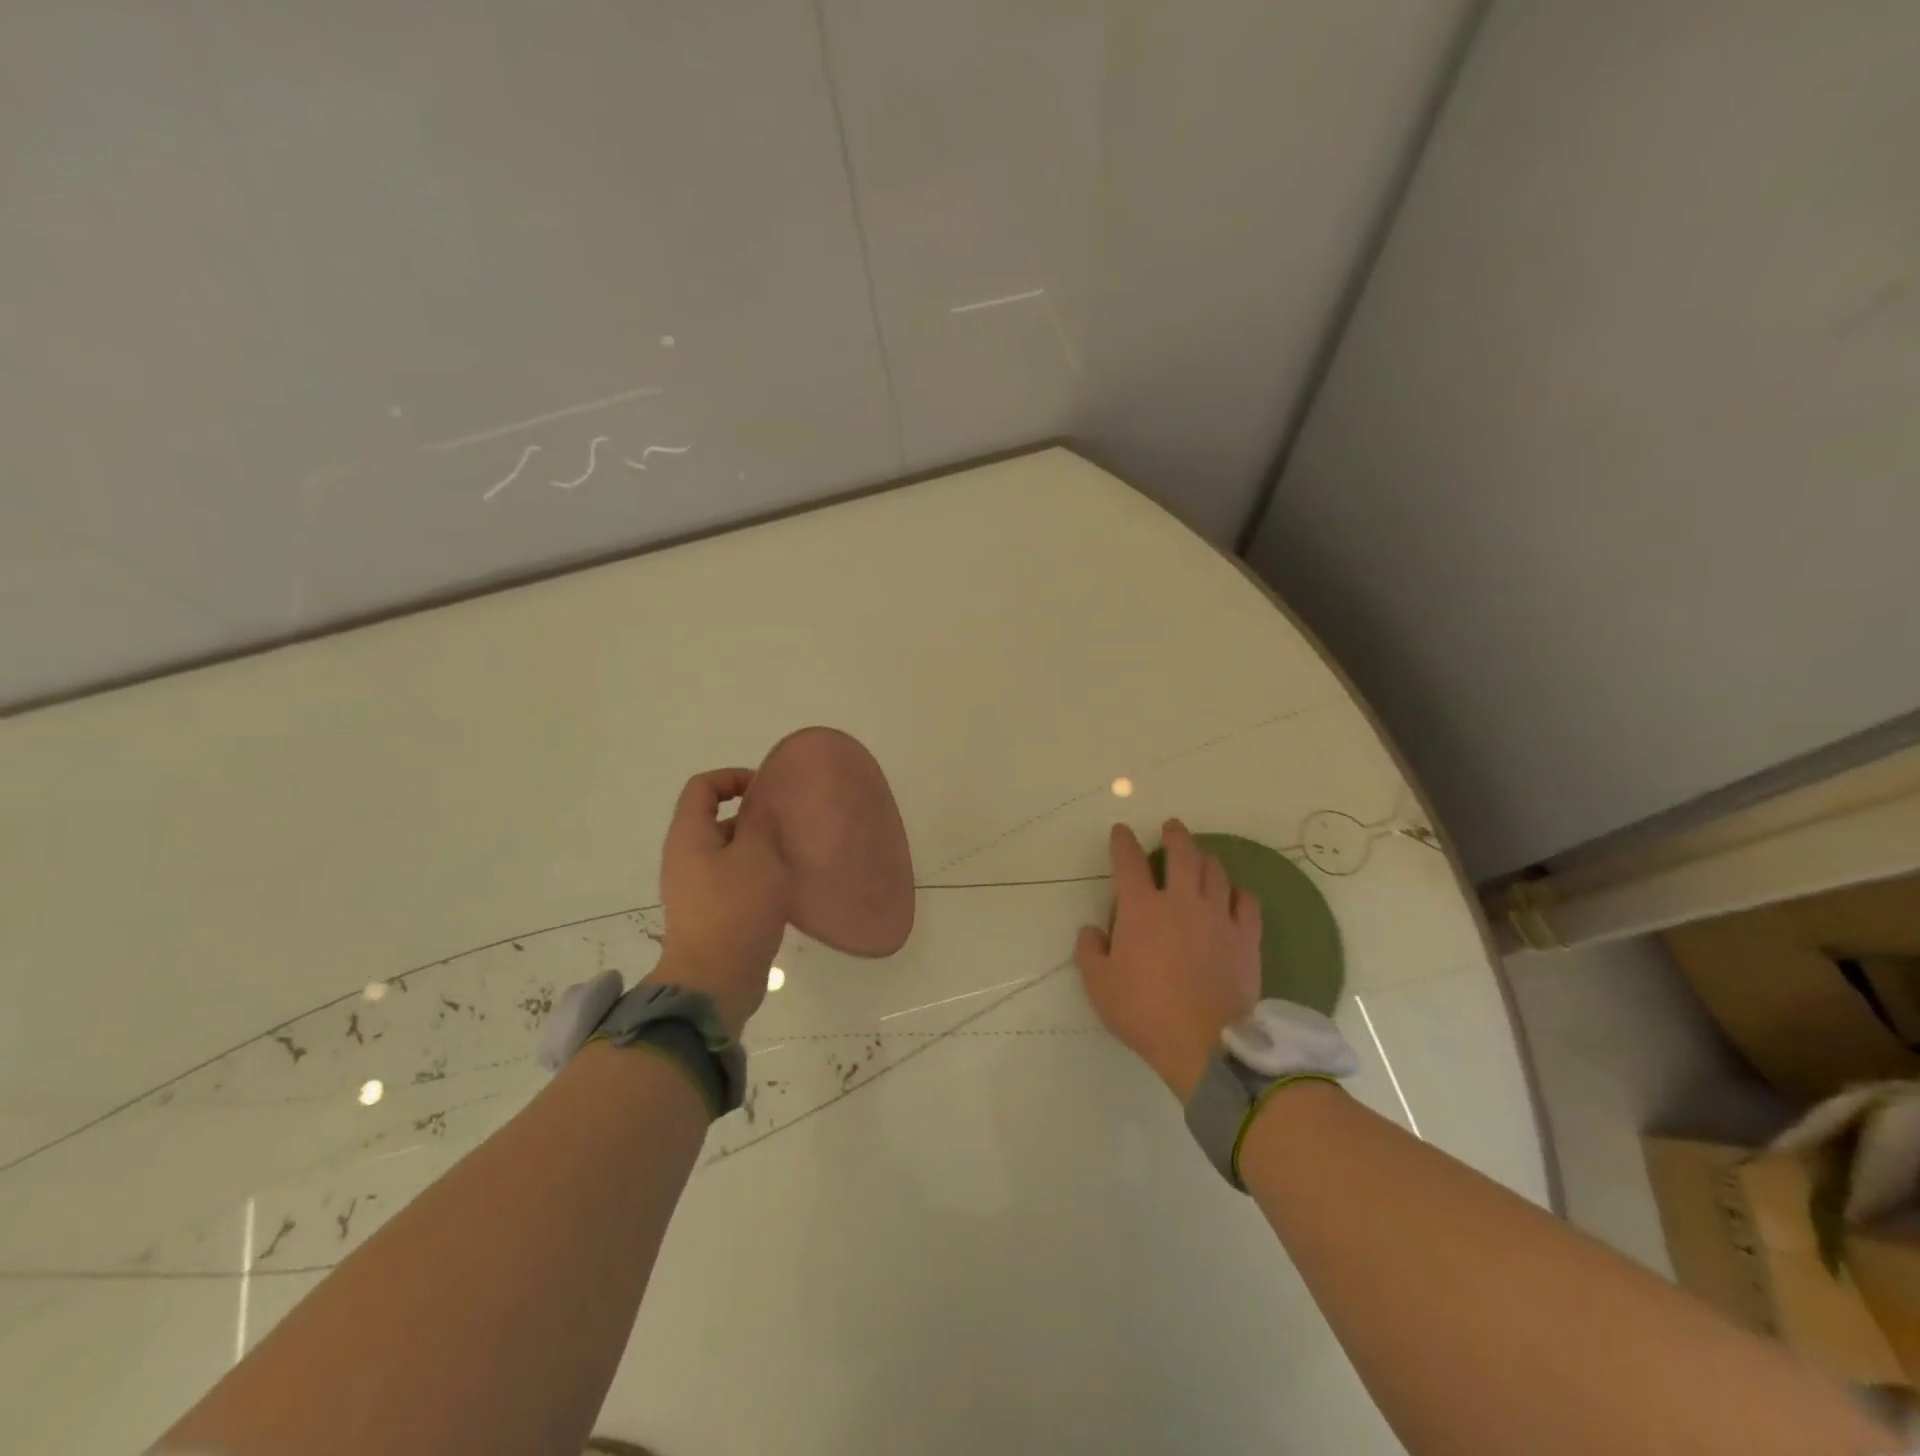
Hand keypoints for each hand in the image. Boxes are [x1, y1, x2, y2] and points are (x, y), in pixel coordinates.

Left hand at [651, 768, 788, 1037]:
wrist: (715, 979)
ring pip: (726, 852)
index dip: (733, 777)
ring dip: (756, 847)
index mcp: (689, 836)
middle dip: (750, 815)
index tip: (766, 790)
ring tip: (789, 855)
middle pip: (714, 819)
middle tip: (786, 825)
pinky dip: (754, 874)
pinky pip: (731, 879)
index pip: (702, 787)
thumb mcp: (757, 855)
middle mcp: (685, 857)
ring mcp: (694, 888)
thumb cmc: (736, 908)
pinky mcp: (708, 913)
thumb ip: (760, 822)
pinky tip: (781, 887)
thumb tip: (760, 805)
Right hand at [1074, 819, 1261, 1100]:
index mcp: (1141, 909)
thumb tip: (1093, 930)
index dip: (1123, 842)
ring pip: (1215, 872)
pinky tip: (1234, 893)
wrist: (1204, 1044)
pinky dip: (1238, 892)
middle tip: (1171, 827)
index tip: (1121, 831)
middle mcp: (1181, 901)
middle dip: (1174, 835)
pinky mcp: (1246, 937)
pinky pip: (1246, 902)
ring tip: (1201, 856)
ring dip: (1205, 858)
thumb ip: (1090, 951)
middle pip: (1182, 853)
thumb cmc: (1144, 1012)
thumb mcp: (1099, 985)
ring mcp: (1218, 917)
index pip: (1129, 862)